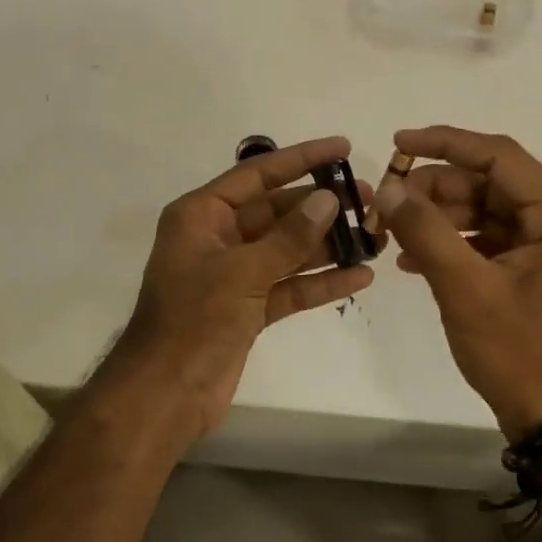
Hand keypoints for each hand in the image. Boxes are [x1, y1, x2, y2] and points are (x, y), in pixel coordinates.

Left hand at [96, 137, 376, 442]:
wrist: (166, 393)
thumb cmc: (195, 320)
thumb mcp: (243, 272)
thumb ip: (289, 237)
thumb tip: (328, 199)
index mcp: (202, 215)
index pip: (257, 175)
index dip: (301, 159)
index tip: (342, 147)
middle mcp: (217, 238)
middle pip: (276, 212)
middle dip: (321, 207)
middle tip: (368, 199)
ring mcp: (234, 275)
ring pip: (287, 250)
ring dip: (327, 245)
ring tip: (375, 236)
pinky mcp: (247, 308)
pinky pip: (288, 286)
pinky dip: (319, 283)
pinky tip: (359, 276)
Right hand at [373, 126, 541, 439]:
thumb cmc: (519, 352)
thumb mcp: (465, 289)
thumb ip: (425, 230)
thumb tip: (387, 188)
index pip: (500, 157)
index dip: (446, 144)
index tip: (397, 144)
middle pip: (490, 185)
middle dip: (435, 191)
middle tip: (386, 201)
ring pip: (485, 212)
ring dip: (438, 219)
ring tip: (391, 233)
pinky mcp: (536, 270)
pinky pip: (489, 241)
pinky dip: (453, 245)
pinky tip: (412, 259)